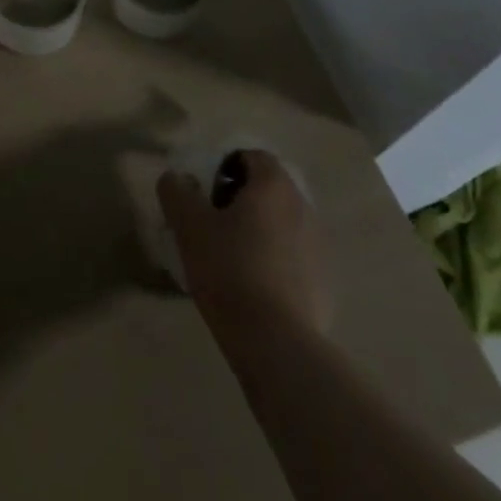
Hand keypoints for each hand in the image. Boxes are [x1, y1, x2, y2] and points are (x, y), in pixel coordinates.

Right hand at [158, 149, 333, 342]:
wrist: (276, 343)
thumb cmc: (230, 270)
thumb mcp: (189, 226)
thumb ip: (177, 192)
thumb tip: (175, 178)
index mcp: (274, 185)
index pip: (252, 157)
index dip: (225, 168)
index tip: (206, 194)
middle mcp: (303, 207)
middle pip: (269, 190)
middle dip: (241, 201)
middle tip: (214, 225)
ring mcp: (319, 247)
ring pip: (282, 225)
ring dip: (259, 231)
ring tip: (231, 259)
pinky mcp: (325, 284)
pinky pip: (294, 259)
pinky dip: (275, 263)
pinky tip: (253, 289)